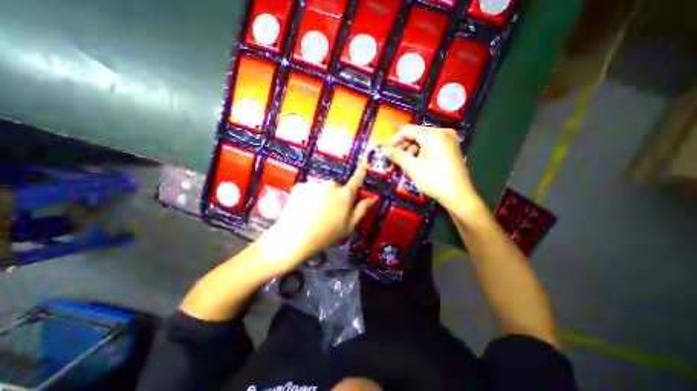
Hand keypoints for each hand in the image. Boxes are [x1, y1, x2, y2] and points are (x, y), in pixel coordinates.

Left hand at [256, 164, 375, 276]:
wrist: (296, 237)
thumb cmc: (327, 234)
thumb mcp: (349, 226)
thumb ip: (362, 210)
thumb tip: (372, 199)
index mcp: (345, 195)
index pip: (356, 180)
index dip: (361, 172)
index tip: (363, 165)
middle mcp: (331, 185)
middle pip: (336, 186)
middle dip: (334, 195)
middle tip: (328, 210)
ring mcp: (314, 184)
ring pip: (320, 187)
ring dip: (320, 195)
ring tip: (313, 211)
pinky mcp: (300, 186)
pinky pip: (307, 188)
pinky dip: (307, 196)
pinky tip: (303, 208)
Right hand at [383, 124, 483, 210]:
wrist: (458, 195)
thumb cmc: (434, 180)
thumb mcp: (412, 168)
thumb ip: (397, 156)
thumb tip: (384, 150)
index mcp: (433, 135)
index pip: (407, 130)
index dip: (393, 139)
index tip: (385, 150)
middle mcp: (442, 132)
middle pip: (416, 133)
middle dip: (402, 144)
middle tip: (393, 156)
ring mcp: (449, 139)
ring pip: (423, 139)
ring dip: (411, 148)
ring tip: (405, 161)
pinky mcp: (451, 146)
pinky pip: (431, 143)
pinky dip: (421, 150)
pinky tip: (417, 161)